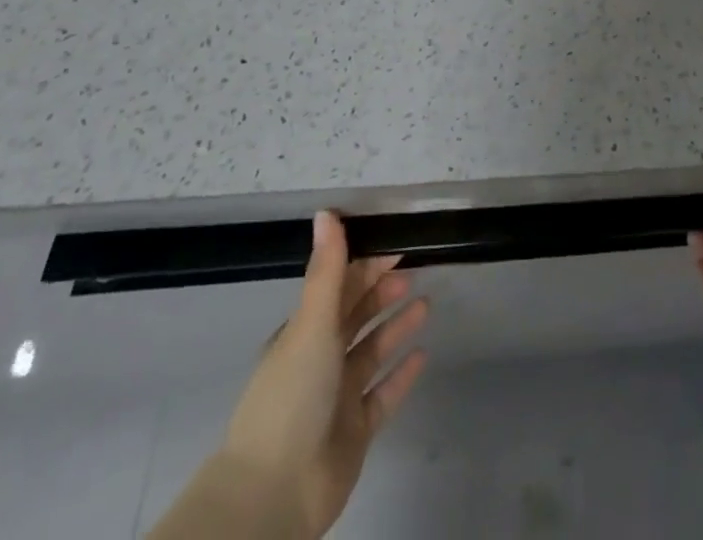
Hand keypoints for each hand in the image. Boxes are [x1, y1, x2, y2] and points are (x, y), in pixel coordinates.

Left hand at [219, 211, 428, 537]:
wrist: (276, 492)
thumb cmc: (292, 395)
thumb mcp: (311, 323)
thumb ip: (327, 269)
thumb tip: (326, 211)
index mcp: (303, 333)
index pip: (338, 287)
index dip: (366, 264)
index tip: (396, 245)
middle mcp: (319, 360)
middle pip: (355, 316)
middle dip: (381, 292)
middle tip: (414, 269)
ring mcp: (337, 397)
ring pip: (372, 352)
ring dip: (396, 327)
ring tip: (426, 305)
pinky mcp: (355, 430)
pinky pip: (383, 394)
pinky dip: (402, 374)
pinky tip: (423, 355)